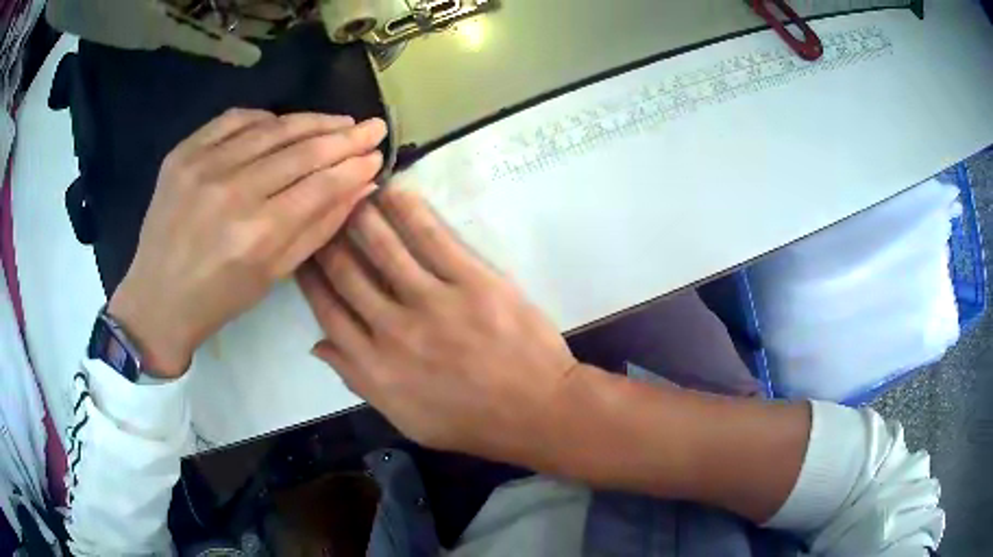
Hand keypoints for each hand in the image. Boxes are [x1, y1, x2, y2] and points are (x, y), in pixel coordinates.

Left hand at [109, 109, 386, 377]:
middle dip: (344, 136)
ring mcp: (203, 165)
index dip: (354, 165)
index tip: (378, 152)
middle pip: (301, 150)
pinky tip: (282, 123)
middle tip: (373, 126)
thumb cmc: (219, 299)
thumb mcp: (274, 275)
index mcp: (257, 233)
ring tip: (338, 121)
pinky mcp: (182, 153)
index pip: (321, 184)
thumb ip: (320, 227)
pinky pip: (235, 119)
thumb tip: (362, 185)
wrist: (157, 298)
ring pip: (272, 128)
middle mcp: (232, 192)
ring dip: (312, 121)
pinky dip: (265, 118)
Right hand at [298, 187, 580, 464]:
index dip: (310, 279)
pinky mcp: (472, 281)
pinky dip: (408, 211)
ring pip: (383, 248)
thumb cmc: (470, 421)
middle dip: (328, 239)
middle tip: (322, 214)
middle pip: (347, 273)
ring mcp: (432, 302)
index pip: (328, 312)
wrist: (535, 410)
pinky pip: (431, 238)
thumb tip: (318, 345)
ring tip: (350, 193)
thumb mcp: (404, 418)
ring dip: (361, 216)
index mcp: (375, 367)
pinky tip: (392, 190)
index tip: (302, 254)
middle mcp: (393, 330)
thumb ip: (357, 381)